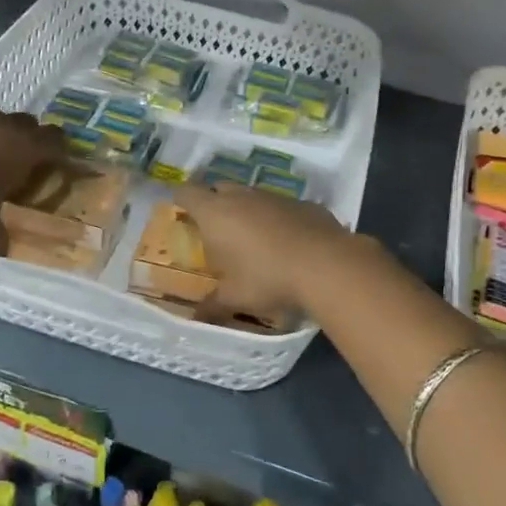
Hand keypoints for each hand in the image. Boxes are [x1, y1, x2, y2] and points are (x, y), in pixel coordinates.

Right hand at [172, 181, 358, 321]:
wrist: (326, 264)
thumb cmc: (267, 277)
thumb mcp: (235, 297)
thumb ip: (212, 304)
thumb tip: (197, 317)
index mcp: (216, 213)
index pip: (187, 192)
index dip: (180, 199)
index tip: (179, 209)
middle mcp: (243, 196)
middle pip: (220, 188)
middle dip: (214, 202)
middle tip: (214, 227)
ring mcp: (275, 196)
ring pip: (252, 195)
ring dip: (247, 210)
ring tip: (250, 237)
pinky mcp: (303, 203)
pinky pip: (281, 206)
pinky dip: (277, 218)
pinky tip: (285, 241)